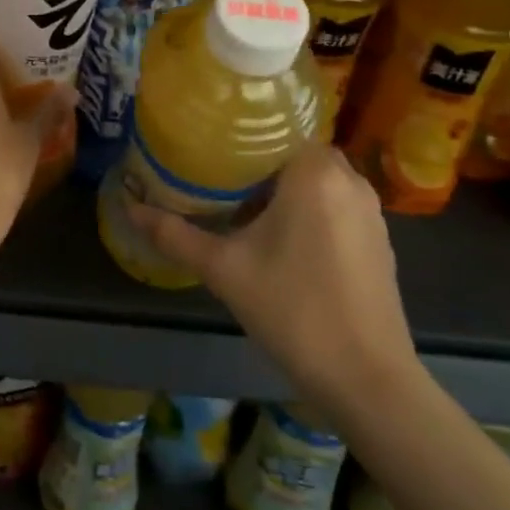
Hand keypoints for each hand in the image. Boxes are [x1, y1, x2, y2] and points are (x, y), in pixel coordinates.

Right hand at [124, 142, 419, 418]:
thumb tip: (130, 207)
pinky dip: (308, 209)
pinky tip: (278, 237)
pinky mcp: (379, 241)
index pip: (276, 128)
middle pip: (294, 153)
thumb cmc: (293, 309)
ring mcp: (370, 212)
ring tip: (240, 203)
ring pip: (317, 180)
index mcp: (314, 173)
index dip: (240, 135)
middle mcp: (349, 181)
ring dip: (284, 187)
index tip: (207, 144)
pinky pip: (335, 204)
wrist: (367, 380)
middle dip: (258, 163)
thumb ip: (174, 234)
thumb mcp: (223, 269)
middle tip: (215, 174)